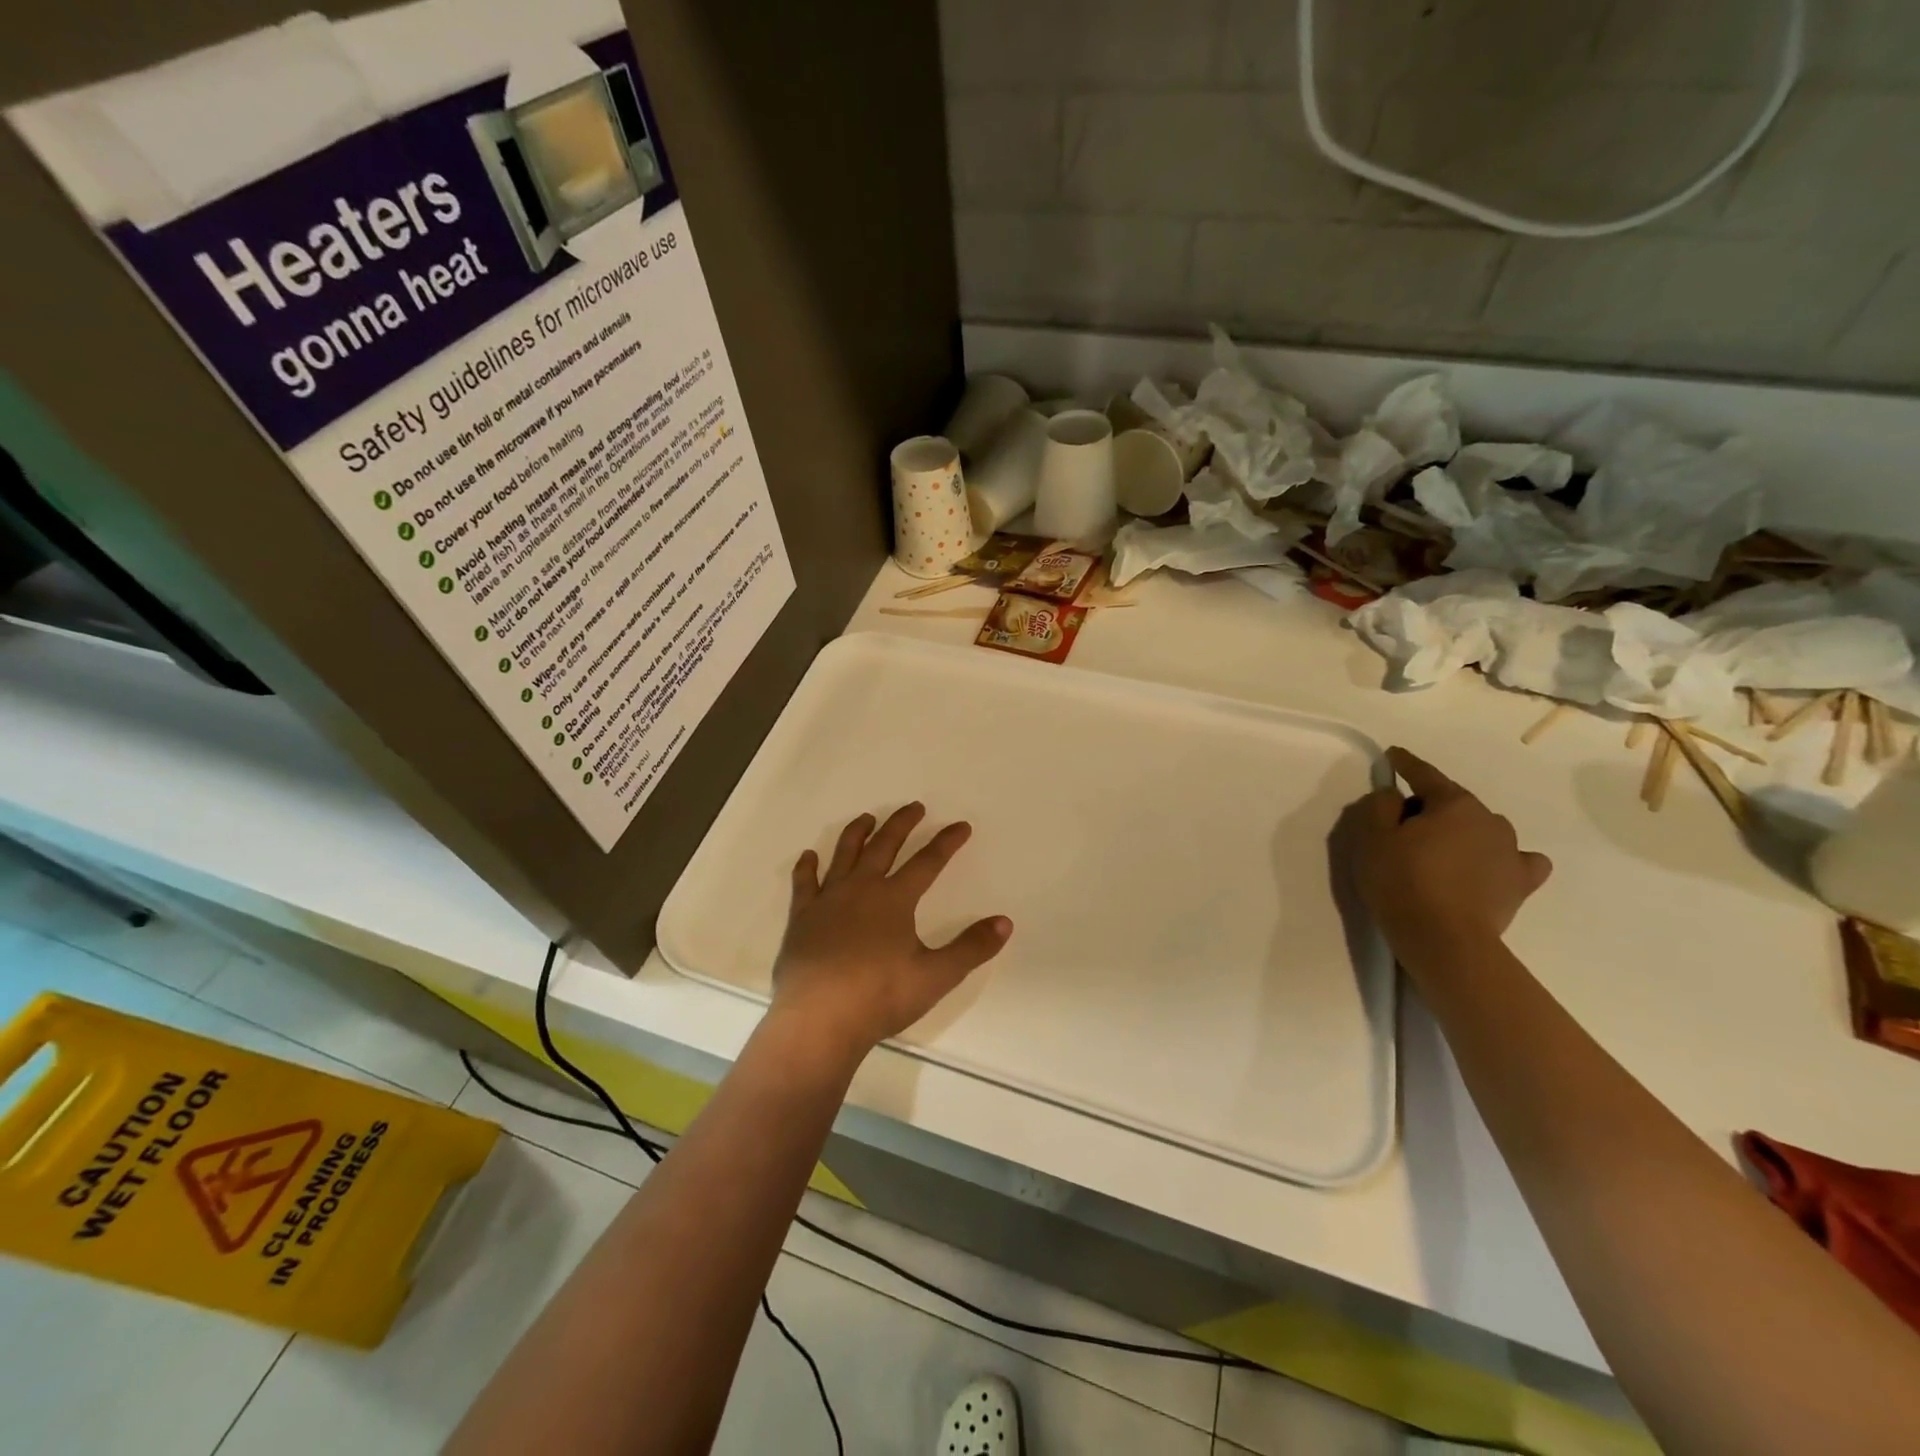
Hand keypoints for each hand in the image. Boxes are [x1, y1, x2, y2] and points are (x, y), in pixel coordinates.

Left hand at [768, 804, 1011, 1065]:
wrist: (818, 1019)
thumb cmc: (880, 997)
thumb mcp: (936, 976)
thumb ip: (971, 948)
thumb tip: (1004, 922)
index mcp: (895, 899)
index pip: (928, 862)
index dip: (947, 842)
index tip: (961, 826)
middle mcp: (861, 889)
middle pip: (885, 846)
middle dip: (902, 823)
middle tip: (914, 807)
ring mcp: (828, 900)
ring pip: (844, 854)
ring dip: (858, 833)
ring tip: (867, 818)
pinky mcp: (802, 917)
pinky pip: (805, 882)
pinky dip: (807, 866)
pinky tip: (808, 856)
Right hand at [1351, 747, 1552, 967]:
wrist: (1444, 939)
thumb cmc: (1401, 881)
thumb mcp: (1372, 837)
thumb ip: (1380, 805)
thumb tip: (1394, 795)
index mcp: (1453, 803)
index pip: (1424, 774)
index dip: (1404, 763)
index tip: (1392, 755)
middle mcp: (1489, 818)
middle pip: (1452, 803)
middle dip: (1430, 808)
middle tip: (1402, 828)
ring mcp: (1511, 851)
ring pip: (1482, 829)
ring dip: (1462, 832)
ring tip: (1441, 853)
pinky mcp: (1522, 883)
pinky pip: (1518, 860)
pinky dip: (1503, 859)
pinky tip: (1491, 867)